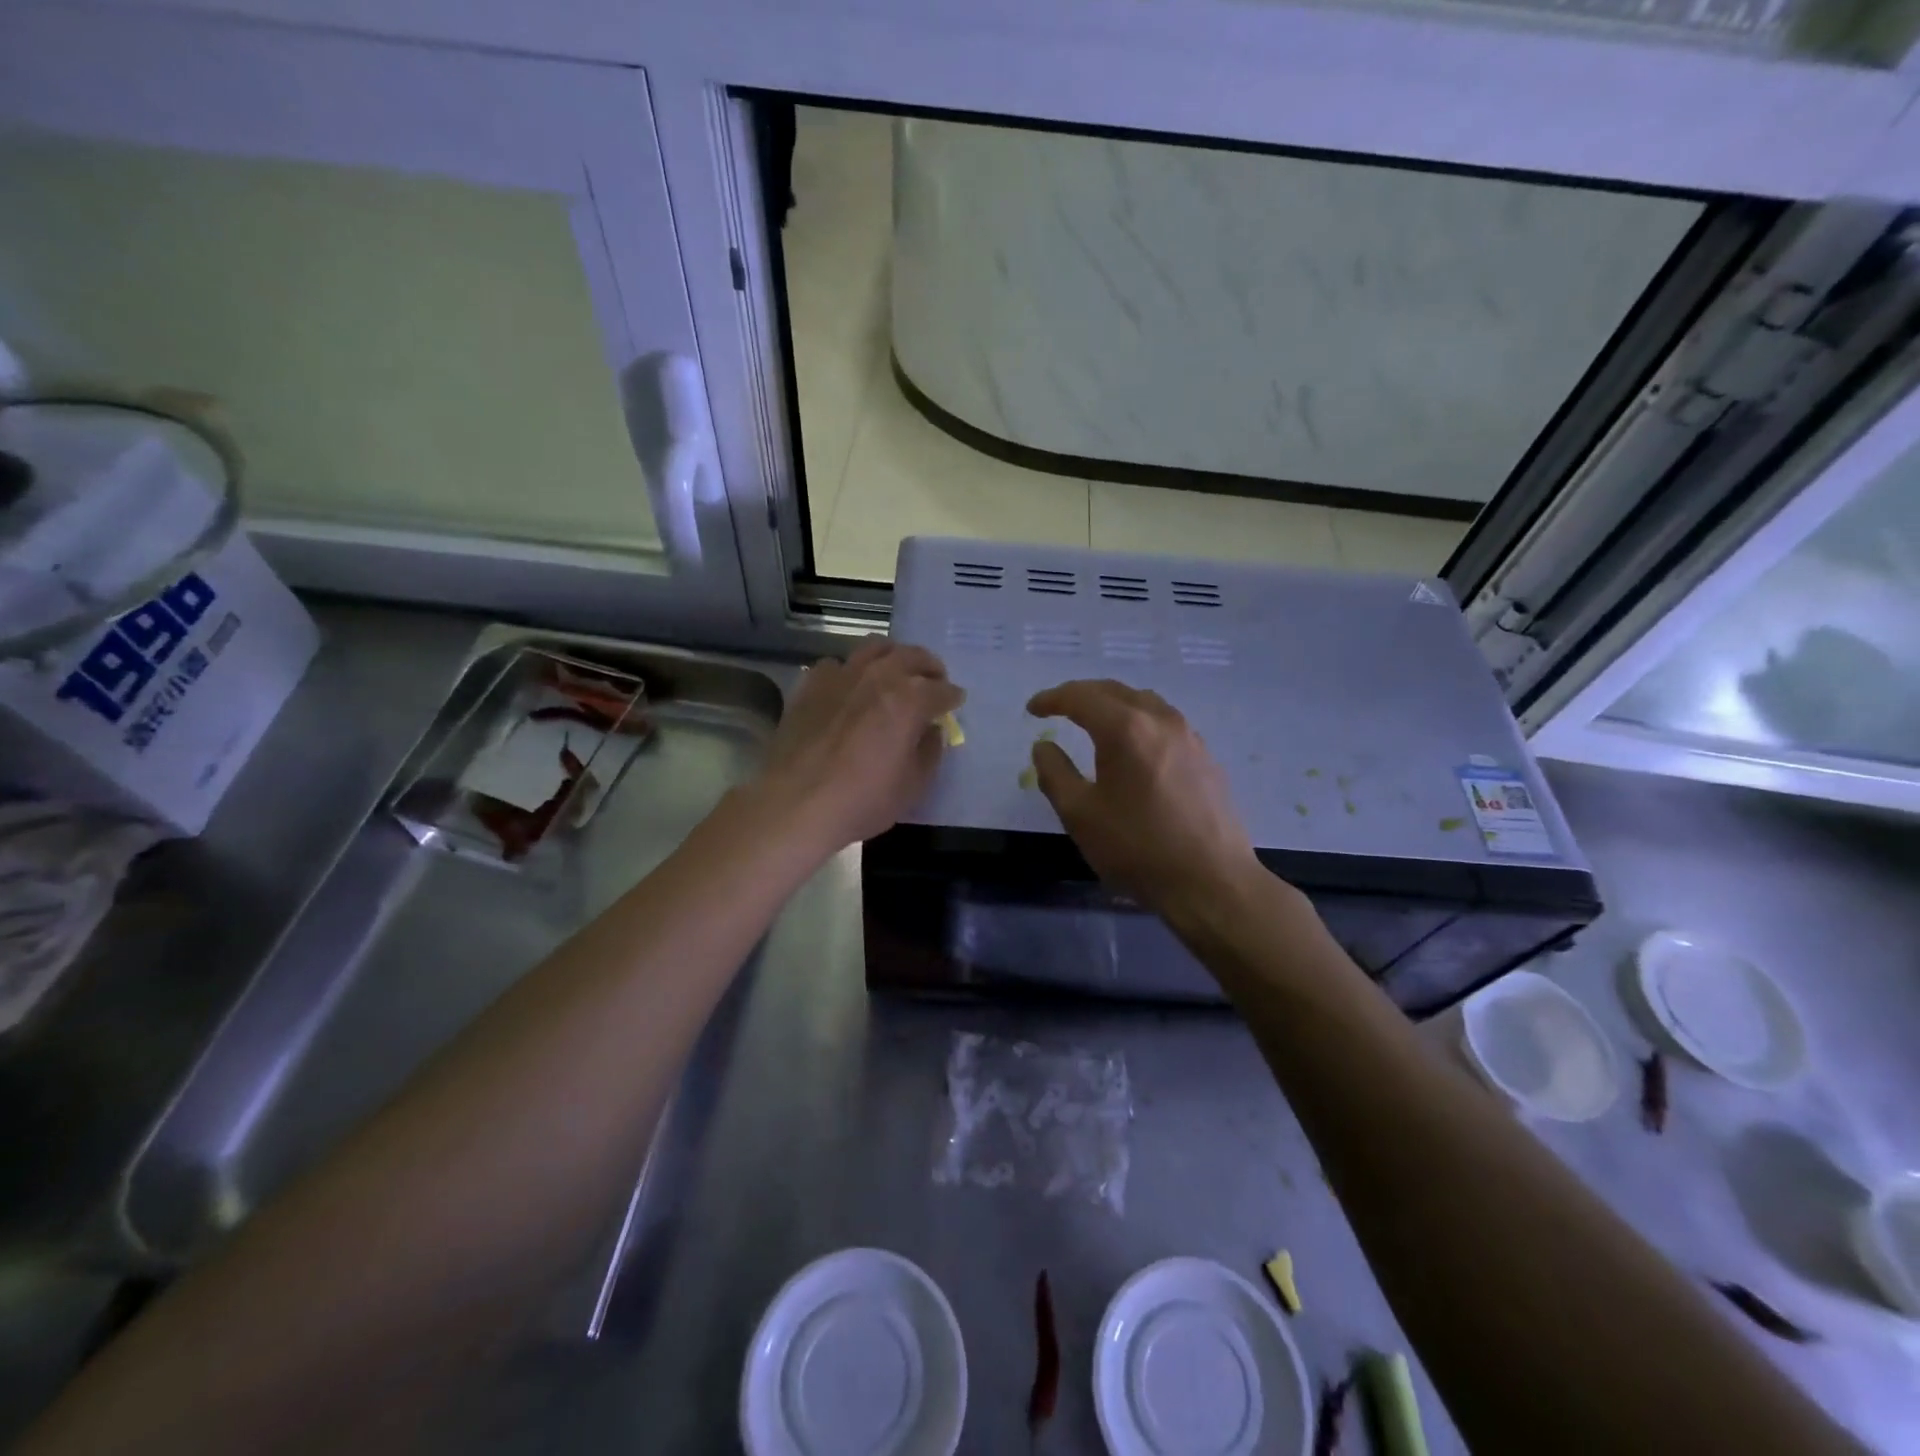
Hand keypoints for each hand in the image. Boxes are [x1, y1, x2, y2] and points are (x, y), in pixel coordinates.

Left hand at [754, 638, 963, 853]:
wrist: (795, 804)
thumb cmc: (862, 800)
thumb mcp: (913, 786)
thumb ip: (929, 752)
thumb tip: (930, 731)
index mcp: (910, 699)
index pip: (942, 689)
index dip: (952, 697)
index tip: (955, 703)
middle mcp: (878, 676)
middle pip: (912, 656)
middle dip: (928, 666)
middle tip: (932, 680)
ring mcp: (842, 675)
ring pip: (874, 648)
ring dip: (892, 657)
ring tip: (895, 672)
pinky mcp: (811, 684)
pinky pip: (837, 665)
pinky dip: (850, 671)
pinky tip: (849, 688)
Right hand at [1028, 680, 1263, 918]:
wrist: (1211, 882)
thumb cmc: (1137, 848)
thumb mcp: (1080, 815)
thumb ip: (1055, 773)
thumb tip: (1044, 746)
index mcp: (1125, 728)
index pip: (1081, 697)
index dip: (1052, 699)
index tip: (1032, 709)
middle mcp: (1160, 720)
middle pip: (1114, 691)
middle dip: (1081, 695)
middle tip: (1057, 709)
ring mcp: (1189, 736)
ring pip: (1144, 702)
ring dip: (1113, 704)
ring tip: (1094, 721)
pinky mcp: (1206, 757)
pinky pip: (1165, 722)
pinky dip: (1139, 721)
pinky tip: (1134, 746)